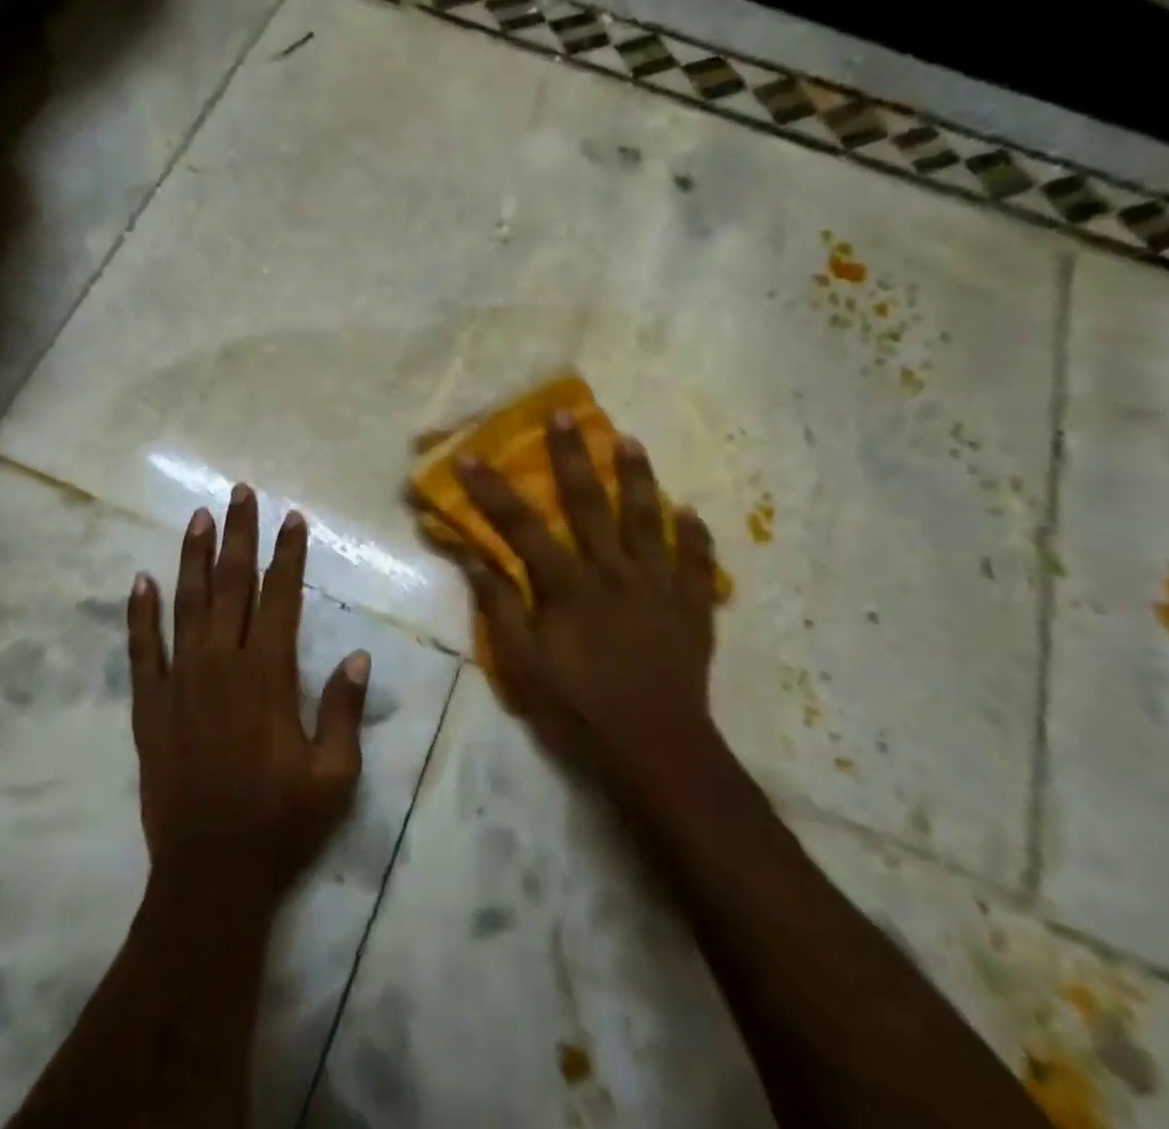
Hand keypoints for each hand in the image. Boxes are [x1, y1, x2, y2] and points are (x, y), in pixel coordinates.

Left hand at [126, 486, 370, 909]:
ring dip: (194, 558)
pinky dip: (140, 613)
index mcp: (268, 677)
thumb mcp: (334, 775)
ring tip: (198, 517)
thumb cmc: (280, 824)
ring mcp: (180, 683)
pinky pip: (141, 650)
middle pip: (232, 586)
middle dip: (239, 536)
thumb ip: (345, 711)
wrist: (209, 876)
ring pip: (186, 605)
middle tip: (241, 493)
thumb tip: (361, 655)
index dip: (288, 555)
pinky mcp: (149, 707)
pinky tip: (141, 580)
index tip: (292, 518)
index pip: (281, 598)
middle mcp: (222, 666)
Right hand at [454, 414, 721, 797]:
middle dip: (573, 457)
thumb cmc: (580, 711)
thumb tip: (476, 559)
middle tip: (564, 415)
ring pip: (648, 520)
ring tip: (630, 441)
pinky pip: (697, 563)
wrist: (656, 753)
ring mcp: (658, 588)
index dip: (493, 490)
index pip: (523, 527)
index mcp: (569, 588)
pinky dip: (694, 535)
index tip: (471, 456)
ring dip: (638, 478)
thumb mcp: (524, 667)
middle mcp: (614, 574)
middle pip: (590, 505)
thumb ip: (501, 609)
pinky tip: (689, 510)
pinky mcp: (692, 608)